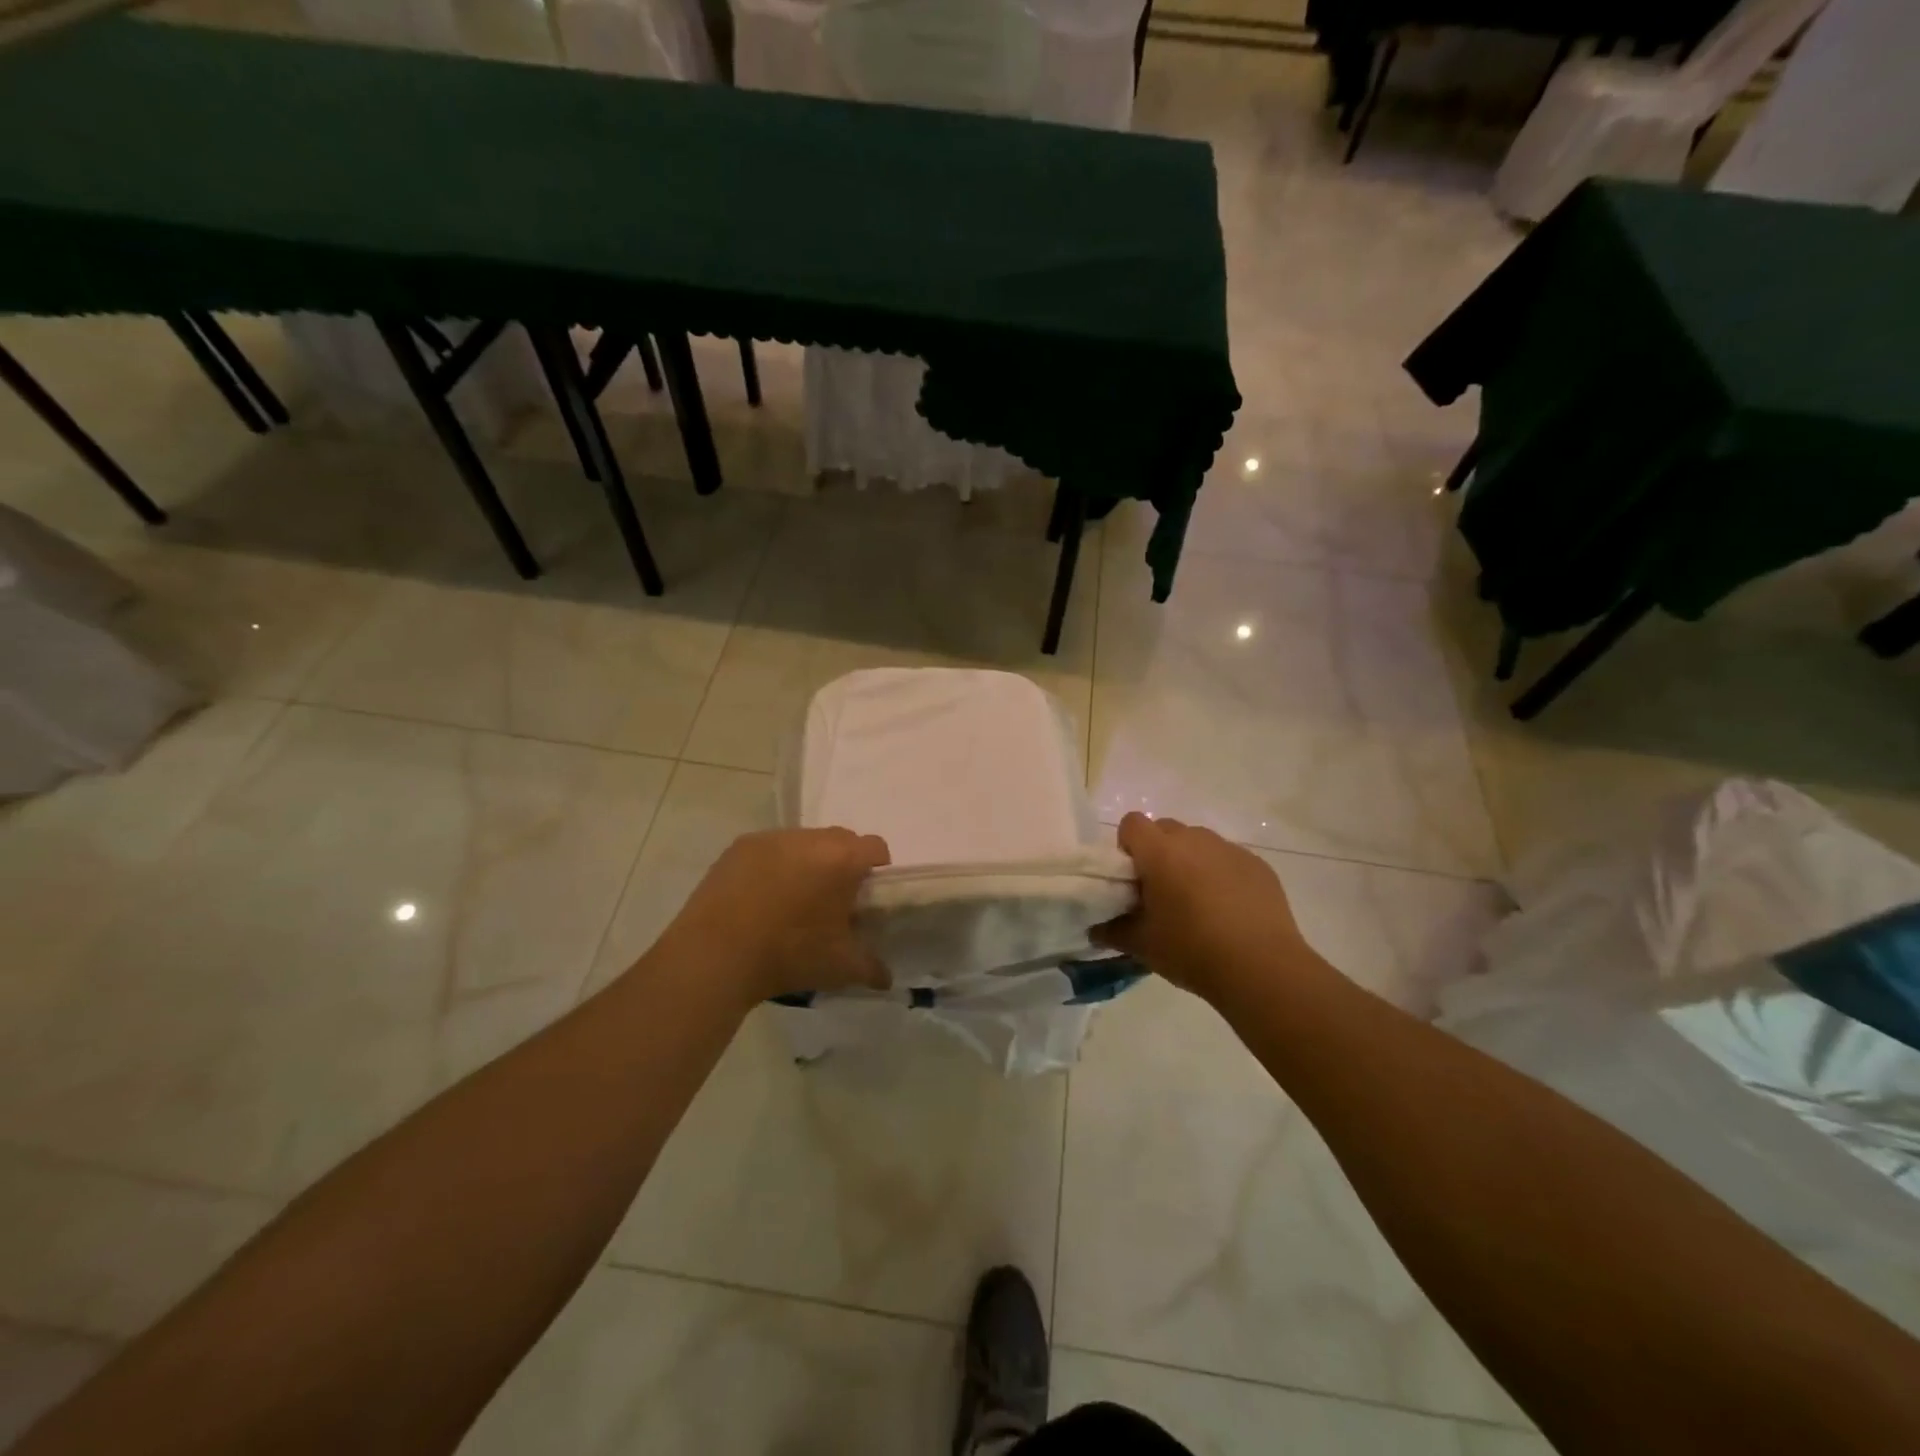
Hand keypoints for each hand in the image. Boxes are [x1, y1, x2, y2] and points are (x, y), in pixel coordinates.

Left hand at [656, 828, 891, 1004]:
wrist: (714, 956)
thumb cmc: (788, 955)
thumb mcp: (839, 967)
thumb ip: (870, 967)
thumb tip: (886, 978)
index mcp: (841, 859)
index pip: (875, 847)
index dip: (877, 869)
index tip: (866, 896)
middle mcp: (809, 838)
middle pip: (840, 839)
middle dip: (842, 863)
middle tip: (831, 900)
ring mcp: (771, 838)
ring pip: (804, 841)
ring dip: (808, 861)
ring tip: (792, 899)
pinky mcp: (739, 847)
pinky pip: (770, 848)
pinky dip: (774, 865)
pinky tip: (761, 897)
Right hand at [1093, 813, 1313, 1004]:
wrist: (1262, 968)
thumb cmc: (1192, 950)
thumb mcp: (1142, 946)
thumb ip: (1112, 931)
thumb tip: (1096, 928)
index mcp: (1160, 852)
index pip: (1132, 823)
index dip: (1127, 846)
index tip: (1132, 878)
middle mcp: (1194, 839)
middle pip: (1166, 829)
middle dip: (1158, 852)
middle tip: (1161, 891)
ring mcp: (1230, 849)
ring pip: (1199, 842)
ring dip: (1191, 861)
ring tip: (1198, 903)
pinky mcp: (1258, 865)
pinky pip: (1228, 859)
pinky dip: (1222, 875)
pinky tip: (1230, 910)